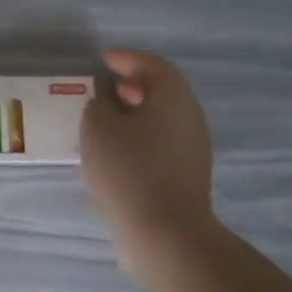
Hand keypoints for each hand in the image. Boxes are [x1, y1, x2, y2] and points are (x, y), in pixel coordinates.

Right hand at [81, 48, 217, 256]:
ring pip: (162, 118)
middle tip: (104, 87)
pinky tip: (116, 150)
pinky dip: (140, 136)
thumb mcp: (98, 127)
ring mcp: (193, 148)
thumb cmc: (129, 169)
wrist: (165, 233)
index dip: (126, 58)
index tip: (102, 60)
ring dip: (135, 112)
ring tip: (105, 119)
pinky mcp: (188, 175)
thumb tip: (106, 103)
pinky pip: (162, 142)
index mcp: (173, 96)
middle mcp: (190, 116)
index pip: (152, 64)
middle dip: (132, 84)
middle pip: (162, 90)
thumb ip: (98, 105)